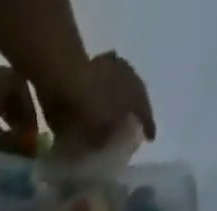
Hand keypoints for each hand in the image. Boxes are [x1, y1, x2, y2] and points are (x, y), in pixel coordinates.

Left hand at [0, 57, 38, 154]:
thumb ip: (1, 139)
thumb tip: (14, 159)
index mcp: (21, 87)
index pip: (32, 117)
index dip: (30, 139)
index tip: (29, 160)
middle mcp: (16, 91)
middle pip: (22, 121)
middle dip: (21, 140)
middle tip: (19, 164)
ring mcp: (3, 98)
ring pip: (10, 124)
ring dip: (9, 140)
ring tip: (9, 161)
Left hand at [39, 51, 155, 152]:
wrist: (66, 80)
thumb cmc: (85, 113)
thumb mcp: (97, 137)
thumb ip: (106, 140)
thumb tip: (107, 142)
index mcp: (136, 96)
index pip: (146, 114)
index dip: (148, 126)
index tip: (151, 137)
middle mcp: (132, 77)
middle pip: (139, 95)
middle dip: (137, 109)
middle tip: (135, 122)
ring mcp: (117, 66)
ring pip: (126, 84)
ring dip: (123, 96)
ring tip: (120, 109)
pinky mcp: (101, 62)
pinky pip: (110, 78)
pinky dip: (108, 89)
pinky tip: (103, 96)